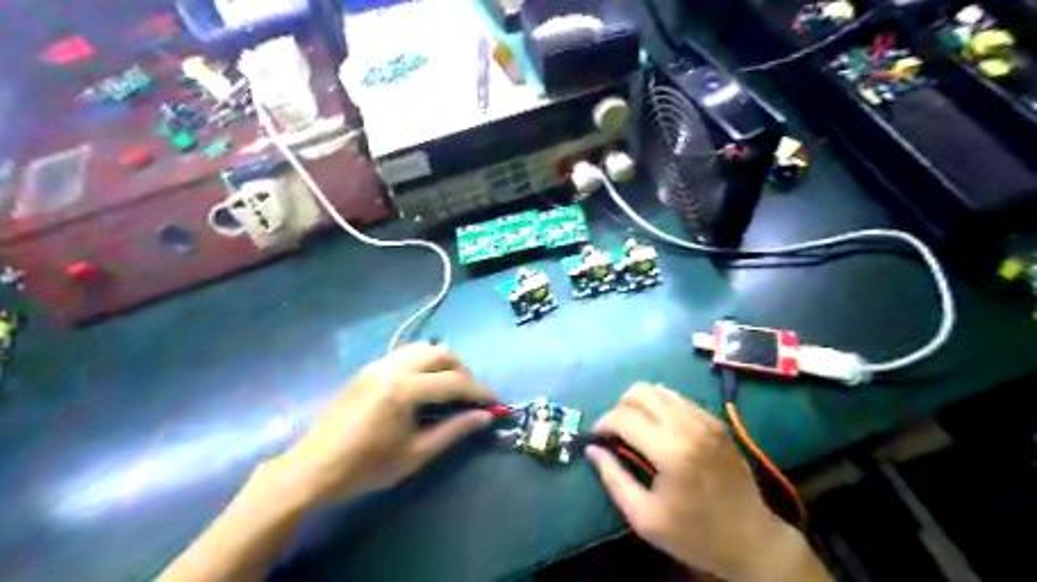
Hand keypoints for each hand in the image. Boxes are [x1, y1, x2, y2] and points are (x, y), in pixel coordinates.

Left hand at [267, 343, 493, 505]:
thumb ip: (453, 431)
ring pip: (423, 348)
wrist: (313, 468)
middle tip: (471, 396)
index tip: (495, 402)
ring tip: (449, 388)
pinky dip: (424, 363)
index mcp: (403, 390)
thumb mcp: (415, 454)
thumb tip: (485, 417)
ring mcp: (378, 364)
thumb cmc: (365, 467)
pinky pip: (406, 354)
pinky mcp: (369, 368)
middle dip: (463, 372)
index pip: (453, 382)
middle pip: (441, 353)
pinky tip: (423, 386)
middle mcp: (392, 368)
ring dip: (443, 363)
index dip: (479, 392)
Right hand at [588, 384, 830, 580]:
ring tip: (636, 428)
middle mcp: (688, 426)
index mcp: (670, 451)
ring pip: (659, 390)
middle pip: (640, 392)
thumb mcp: (644, 518)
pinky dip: (661, 406)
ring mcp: (705, 420)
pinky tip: (660, 429)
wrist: (752, 540)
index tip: (597, 437)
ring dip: (640, 403)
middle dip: (619, 408)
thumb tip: (591, 449)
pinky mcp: (716, 422)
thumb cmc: (695, 535)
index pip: (624, 417)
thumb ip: (613, 479)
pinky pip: (679, 399)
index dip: (603, 423)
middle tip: (616, 432)